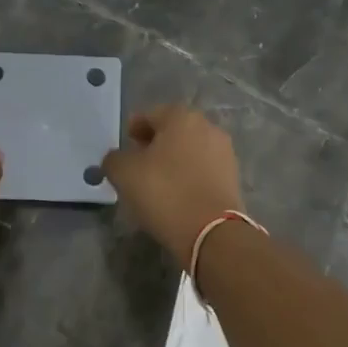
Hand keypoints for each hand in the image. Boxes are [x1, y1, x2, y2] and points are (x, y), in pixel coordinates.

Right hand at [100, 105, 243, 261]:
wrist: (212, 232)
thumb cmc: (165, 192)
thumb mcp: (124, 173)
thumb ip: (114, 159)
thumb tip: (117, 158)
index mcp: (182, 117)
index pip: (151, 114)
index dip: (135, 128)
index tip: (126, 145)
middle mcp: (208, 128)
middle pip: (174, 130)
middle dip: (155, 143)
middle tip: (138, 163)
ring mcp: (224, 153)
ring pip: (190, 150)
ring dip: (173, 160)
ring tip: (156, 182)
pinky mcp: (233, 178)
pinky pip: (203, 170)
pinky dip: (189, 176)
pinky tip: (177, 194)